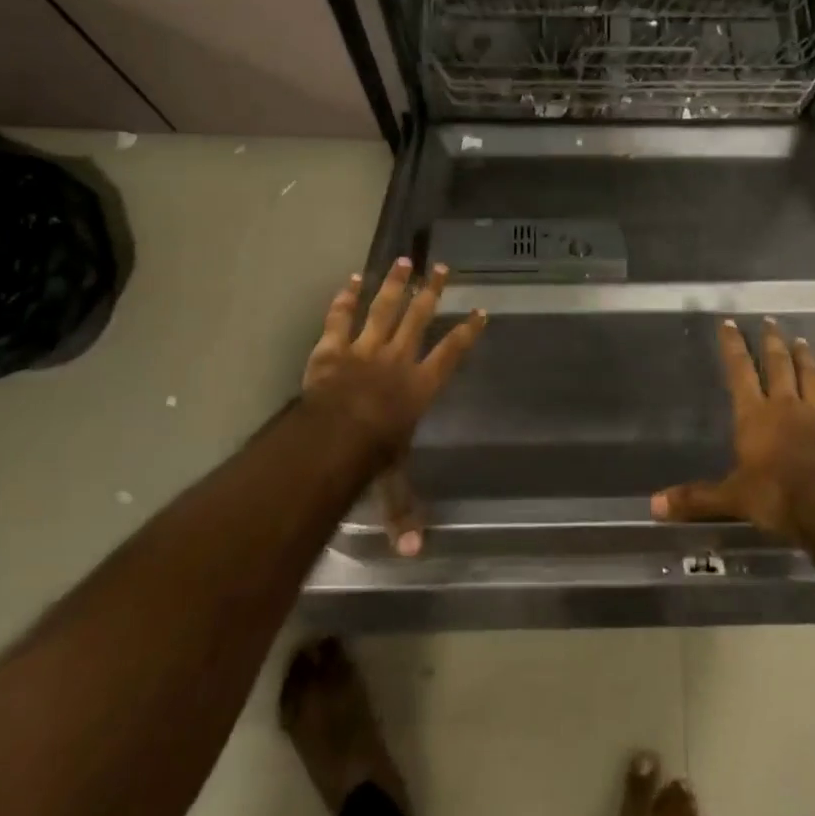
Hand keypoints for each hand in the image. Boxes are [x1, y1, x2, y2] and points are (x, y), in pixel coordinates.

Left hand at [301, 259, 485, 555]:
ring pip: (384, 308)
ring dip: (396, 284)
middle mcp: (398, 358)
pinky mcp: (334, 346)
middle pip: (419, 318)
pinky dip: (346, 297)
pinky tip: (353, 278)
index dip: (467, 332)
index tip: (480, 311)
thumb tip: (417, 555)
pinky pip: (341, 316)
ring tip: (405, 261)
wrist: (334, 435)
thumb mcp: (392, 481)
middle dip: (432, 292)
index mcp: (420, 385)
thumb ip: (403, 510)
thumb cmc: (372, 454)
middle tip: (443, 267)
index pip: (451, 353)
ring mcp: (365, 347)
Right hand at [651, 318, 814, 539]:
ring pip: (812, 380)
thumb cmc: (778, 498)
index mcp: (755, 416)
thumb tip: (654, 505)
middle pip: (779, 367)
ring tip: (802, 341)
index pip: (740, 372)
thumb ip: (696, 498)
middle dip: (772, 344)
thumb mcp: (732, 499)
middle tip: (770, 322)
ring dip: (806, 360)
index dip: (733, 347)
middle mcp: (787, 408)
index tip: (730, 323)